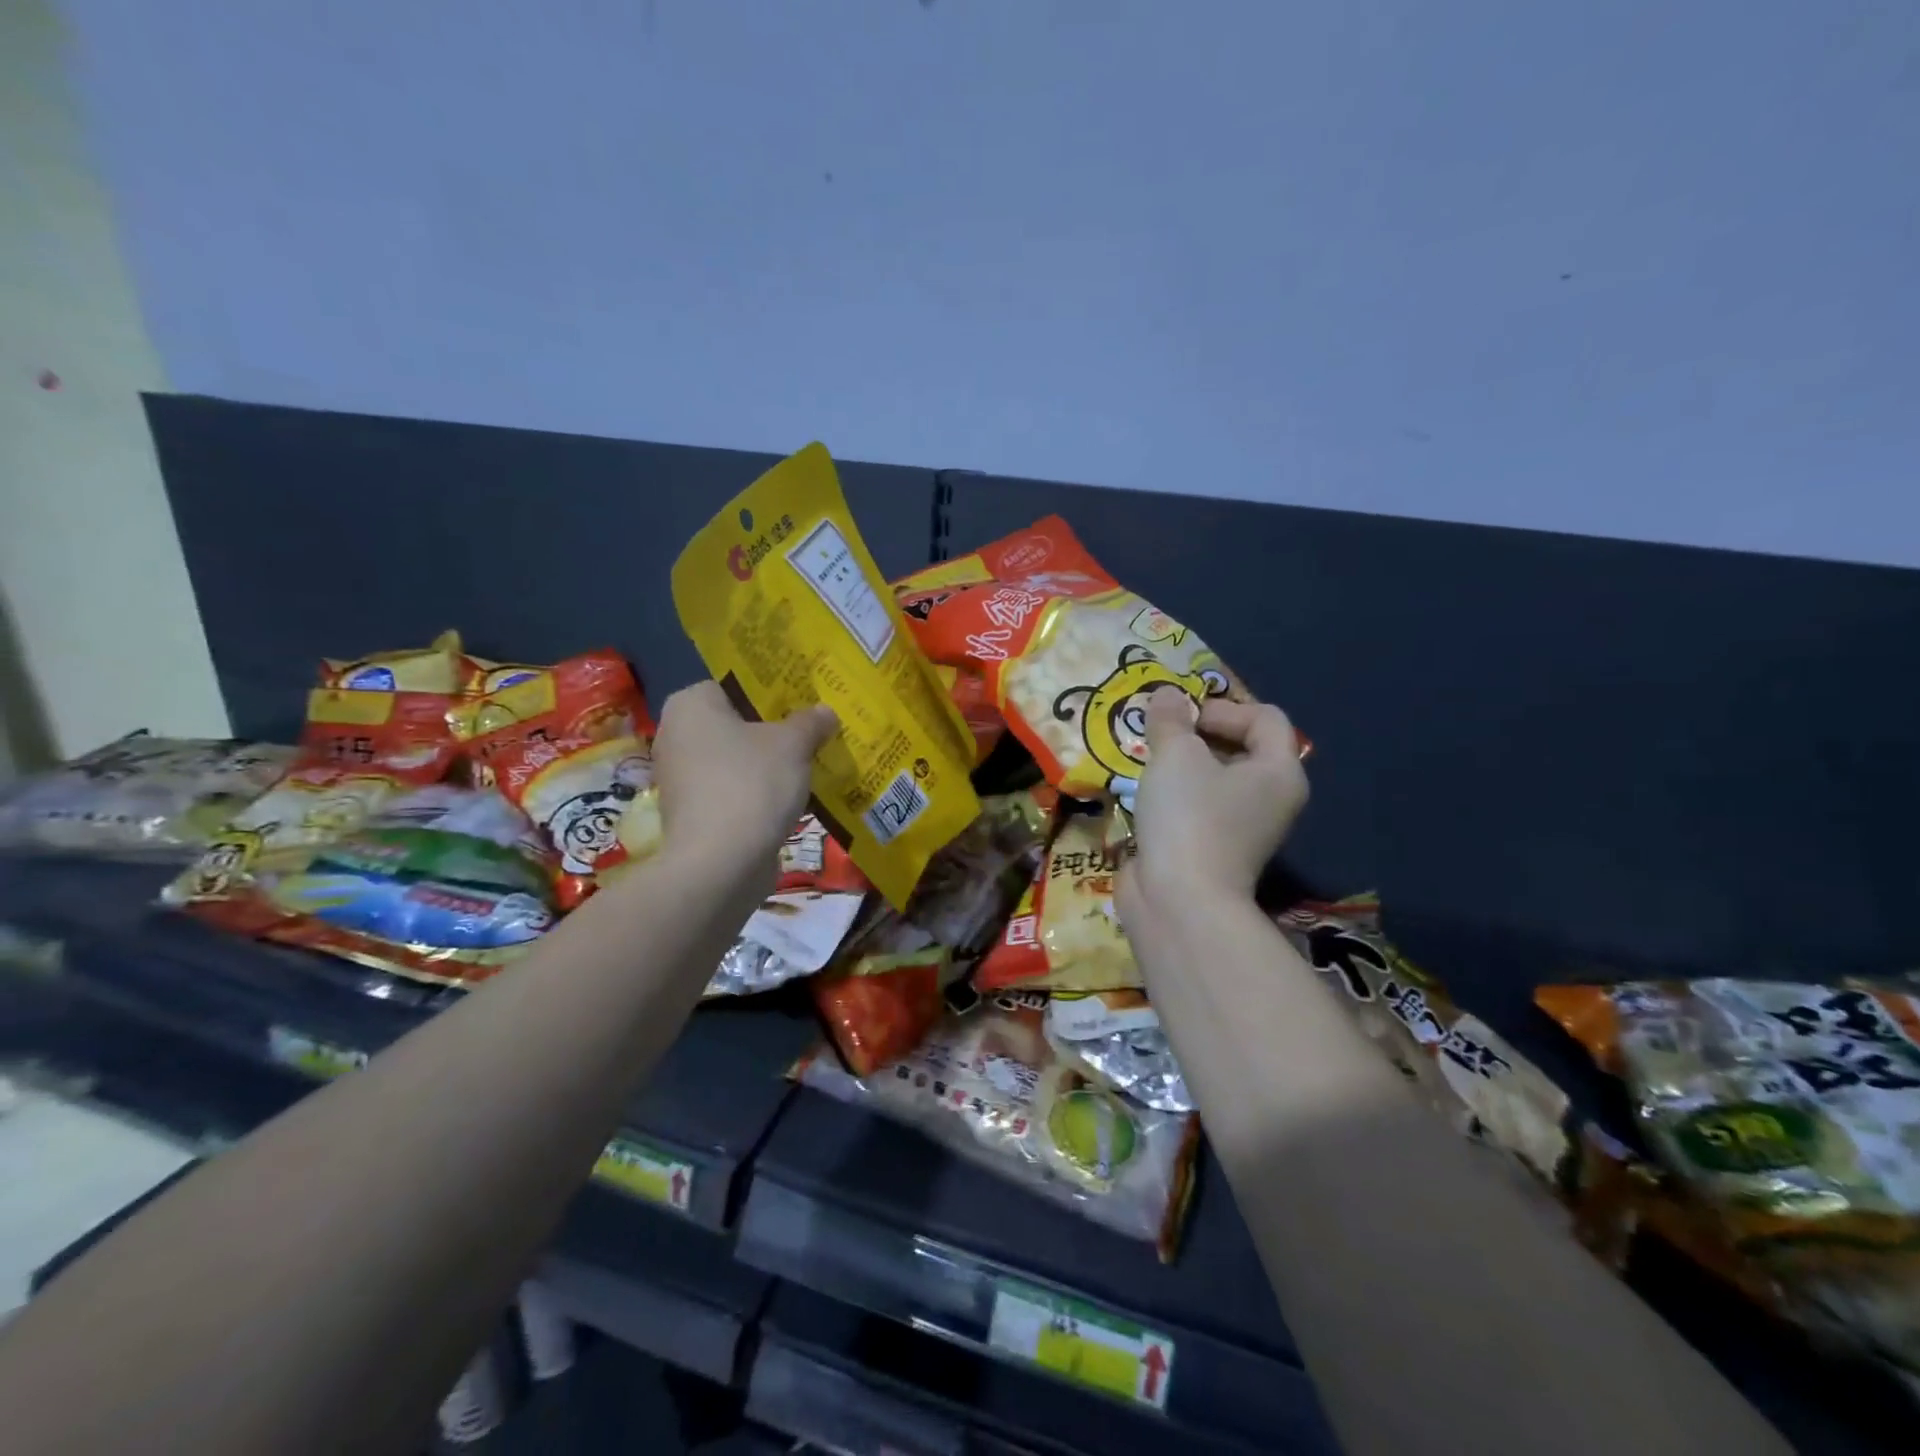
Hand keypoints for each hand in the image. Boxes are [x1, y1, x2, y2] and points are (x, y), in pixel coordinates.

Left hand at [651, 682, 835, 882]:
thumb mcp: (794, 744)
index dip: (770, 692)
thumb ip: (810, 722)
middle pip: (735, 723)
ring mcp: (680, 778)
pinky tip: (790, 798)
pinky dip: (757, 792)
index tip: (803, 703)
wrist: (720, 864)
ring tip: (809, 764)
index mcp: (690, 705)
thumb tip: (825, 712)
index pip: (733, 684)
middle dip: (772, 730)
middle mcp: (675, 736)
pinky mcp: (692, 814)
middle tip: (812, 732)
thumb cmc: (752, 784)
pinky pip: (732, 790)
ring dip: (767, 764)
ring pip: (735, 759)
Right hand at [1118, 693, 1308, 915]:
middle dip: (1197, 735)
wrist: (1179, 901)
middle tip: (1160, 737)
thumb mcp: (1176, 754)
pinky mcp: (1213, 850)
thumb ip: (1170, 719)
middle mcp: (1271, 800)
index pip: (1265, 717)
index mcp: (1279, 772)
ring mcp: (1243, 829)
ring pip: (1214, 779)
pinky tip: (1145, 797)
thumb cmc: (1189, 817)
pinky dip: (1174, 797)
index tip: (1182, 721)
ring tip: (1147, 763)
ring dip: (1181, 766)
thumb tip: (1165, 695)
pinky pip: (1197, 808)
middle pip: (1240, 747)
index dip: (1223, 708)